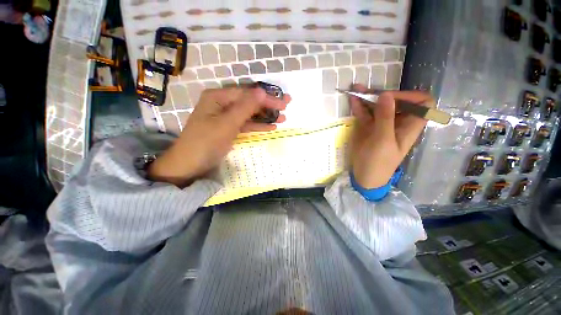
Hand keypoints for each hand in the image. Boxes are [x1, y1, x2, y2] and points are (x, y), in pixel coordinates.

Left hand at [148, 87, 290, 186]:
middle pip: (249, 102)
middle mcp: (222, 104)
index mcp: (218, 97)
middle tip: (286, 106)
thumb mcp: (228, 123)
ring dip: (265, 116)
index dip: (266, 98)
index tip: (283, 103)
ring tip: (283, 119)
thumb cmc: (207, 142)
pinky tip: (270, 127)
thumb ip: (246, 107)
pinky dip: (257, 126)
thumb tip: (262, 90)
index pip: (247, 94)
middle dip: (268, 105)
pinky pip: (246, 125)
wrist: (190, 165)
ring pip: (249, 114)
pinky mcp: (228, 129)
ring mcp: (225, 117)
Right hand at [349, 84, 430, 188]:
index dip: (409, 96)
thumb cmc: (379, 162)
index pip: (422, 103)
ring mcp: (382, 124)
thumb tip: (386, 94)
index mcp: (410, 126)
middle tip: (366, 91)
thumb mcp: (383, 141)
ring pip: (378, 106)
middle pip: (396, 101)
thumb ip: (385, 118)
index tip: (390, 98)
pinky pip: (366, 113)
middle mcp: (398, 122)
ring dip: (368, 97)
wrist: (365, 176)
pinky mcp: (369, 127)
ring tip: (356, 89)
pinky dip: (359, 106)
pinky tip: (352, 99)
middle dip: (382, 94)